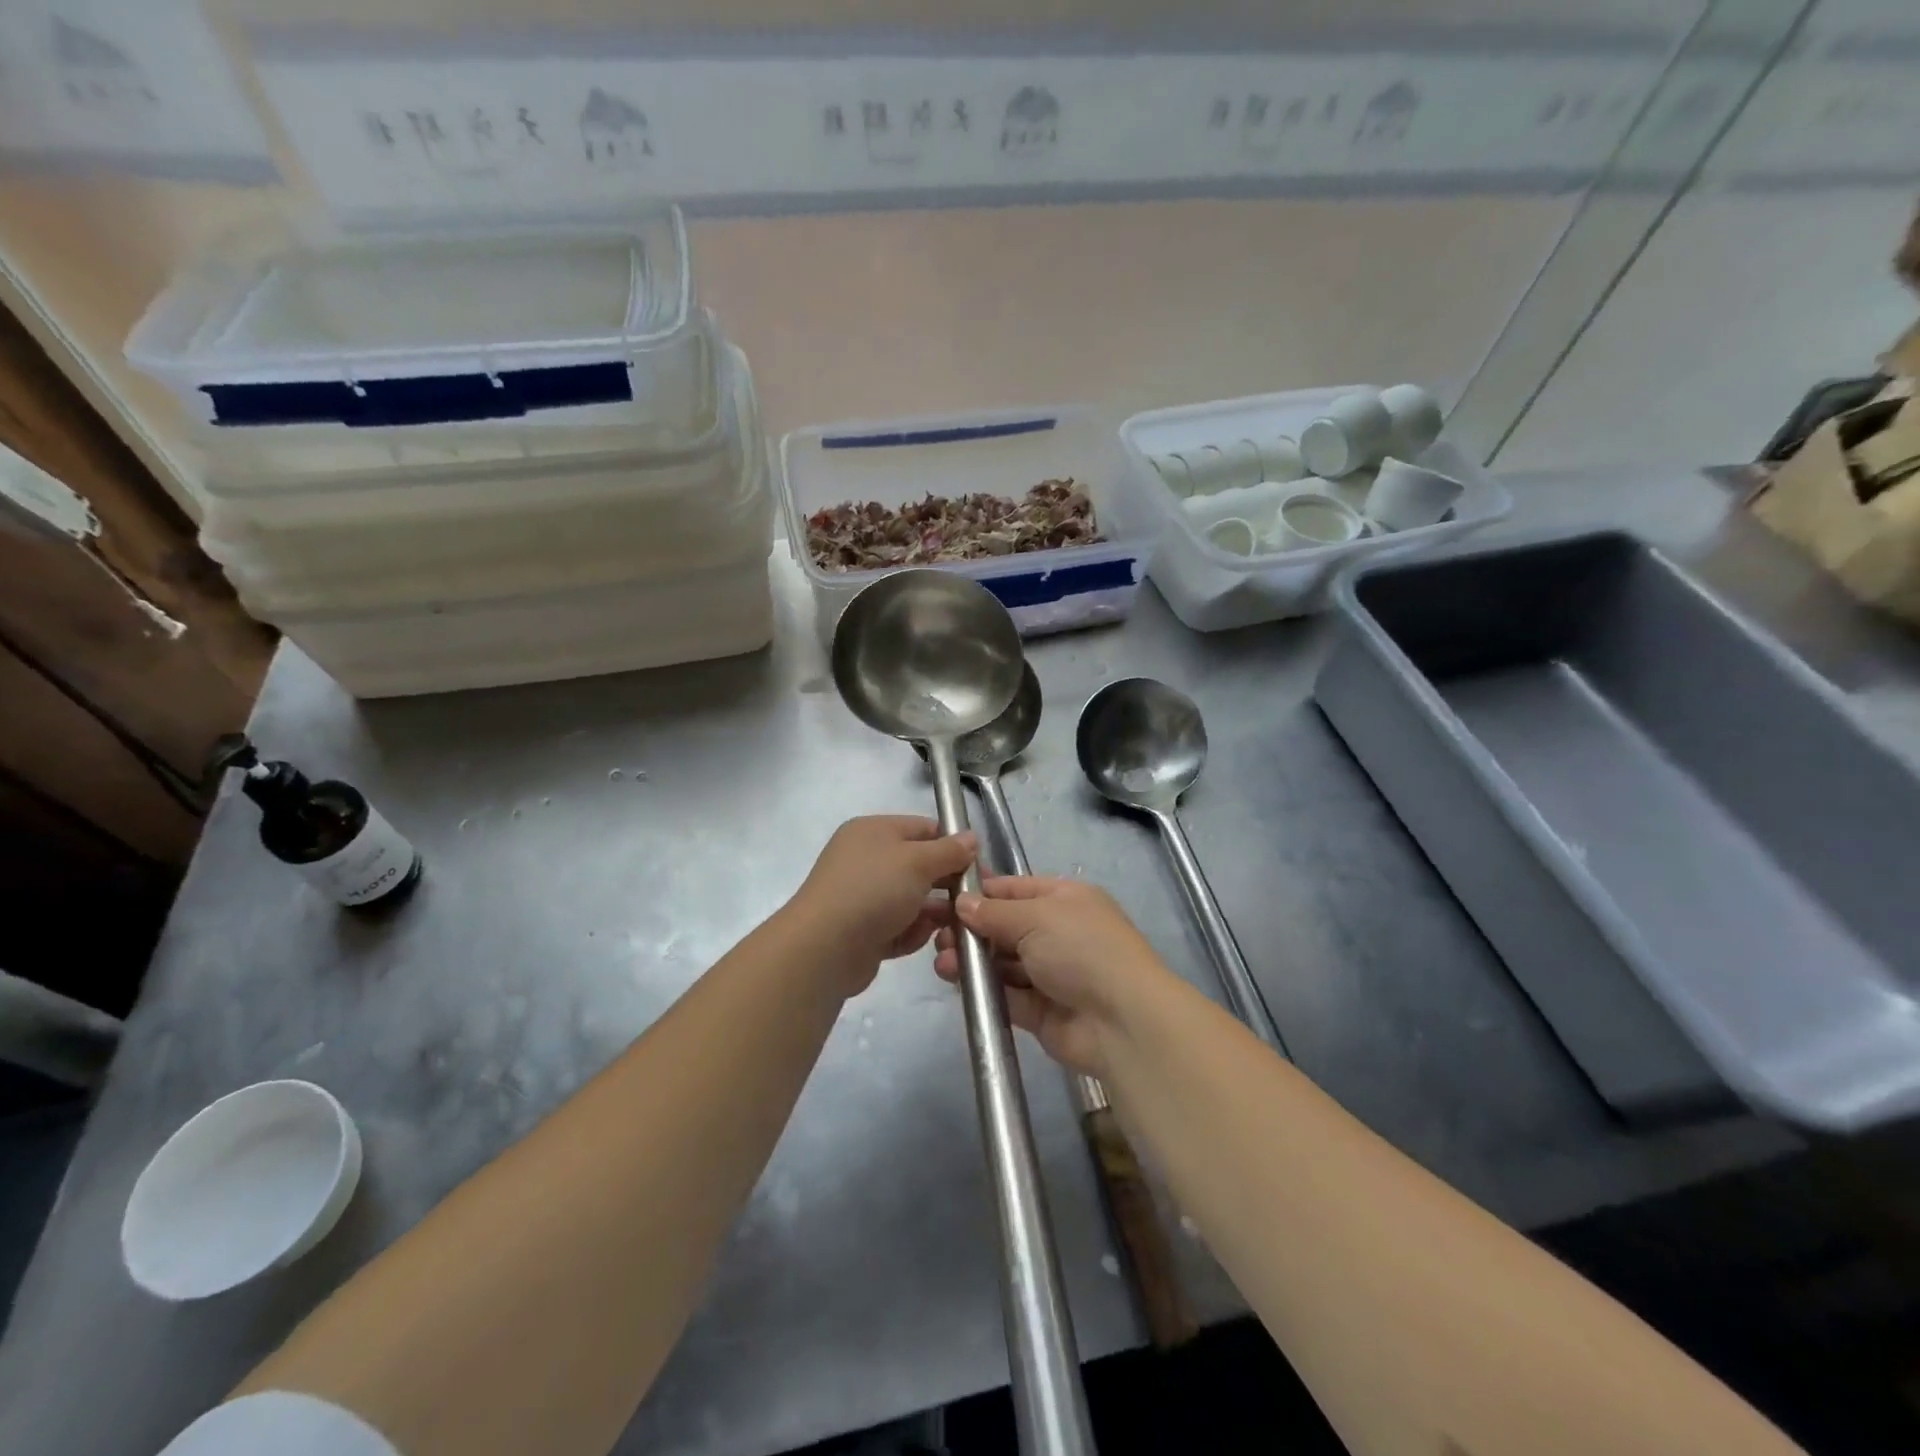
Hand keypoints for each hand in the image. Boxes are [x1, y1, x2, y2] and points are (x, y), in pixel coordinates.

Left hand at [793, 816, 976, 995]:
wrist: (825, 948)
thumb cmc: (874, 890)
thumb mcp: (918, 861)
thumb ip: (949, 850)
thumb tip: (971, 838)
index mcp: (874, 831)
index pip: (924, 829)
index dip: (953, 845)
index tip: (979, 866)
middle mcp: (867, 860)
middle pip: (920, 866)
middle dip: (946, 884)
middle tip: (972, 901)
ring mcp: (863, 897)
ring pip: (912, 900)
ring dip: (932, 914)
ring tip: (952, 927)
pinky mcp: (863, 931)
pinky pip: (898, 927)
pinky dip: (910, 933)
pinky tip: (915, 940)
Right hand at [934, 876, 1173, 1076]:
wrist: (1122, 1021)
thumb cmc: (1081, 949)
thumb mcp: (1036, 916)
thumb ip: (994, 911)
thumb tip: (962, 903)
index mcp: (1064, 899)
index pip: (1015, 889)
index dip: (981, 891)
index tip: (943, 895)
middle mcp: (1058, 932)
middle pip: (1005, 926)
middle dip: (971, 928)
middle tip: (936, 932)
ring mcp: (1050, 972)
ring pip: (1002, 961)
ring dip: (972, 959)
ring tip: (941, 960)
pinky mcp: (1041, 1010)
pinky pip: (1006, 993)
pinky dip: (983, 987)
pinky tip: (955, 981)